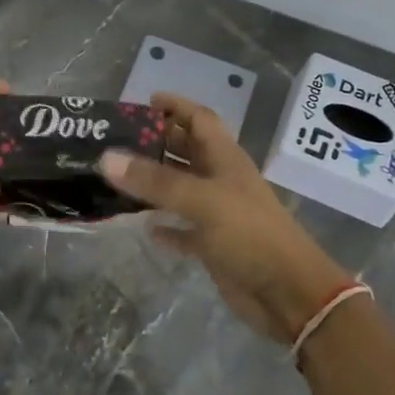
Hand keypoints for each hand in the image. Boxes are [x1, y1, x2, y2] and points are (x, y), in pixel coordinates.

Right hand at [99, 93, 353, 341]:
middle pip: (188, 152)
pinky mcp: (214, 246)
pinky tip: (143, 226)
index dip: (176, 106)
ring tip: (118, 177)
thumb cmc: (250, 235)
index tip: (144, 101)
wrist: (289, 294)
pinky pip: (183, 230)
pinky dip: (165, 226)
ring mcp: (218, 214)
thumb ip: (155, 181)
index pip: (200, 120)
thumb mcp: (202, 200)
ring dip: (155, 183)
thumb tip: (106, 158)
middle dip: (158, 142)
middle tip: (118, 139)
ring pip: (181, 189)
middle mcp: (221, 181)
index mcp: (225, 159)